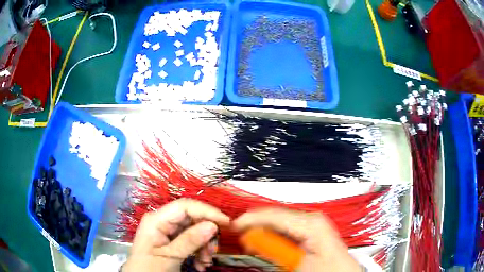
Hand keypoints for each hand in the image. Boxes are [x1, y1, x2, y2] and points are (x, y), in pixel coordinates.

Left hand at [123, 199, 229, 271]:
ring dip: (204, 246)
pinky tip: (200, 264)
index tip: (226, 223)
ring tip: (205, 262)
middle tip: (214, 251)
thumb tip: (212, 225)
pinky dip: (199, 252)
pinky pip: (191, 241)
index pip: (185, 206)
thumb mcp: (169, 257)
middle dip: (206, 234)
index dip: (207, 211)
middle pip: (192, 219)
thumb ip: (189, 241)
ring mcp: (167, 231)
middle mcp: (162, 221)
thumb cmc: (149, 268)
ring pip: (194, 231)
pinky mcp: (172, 240)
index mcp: (156, 220)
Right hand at [234, 208, 361, 271]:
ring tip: (250, 240)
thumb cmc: (325, 269)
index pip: (272, 215)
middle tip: (240, 234)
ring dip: (263, 230)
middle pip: (275, 215)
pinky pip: (286, 228)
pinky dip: (273, 235)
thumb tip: (252, 236)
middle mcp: (311, 218)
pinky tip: (266, 242)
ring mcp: (312, 223)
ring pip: (279, 221)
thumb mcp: (295, 260)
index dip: (250, 219)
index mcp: (310, 222)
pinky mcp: (311, 230)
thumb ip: (271, 247)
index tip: (235, 226)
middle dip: (256, 225)